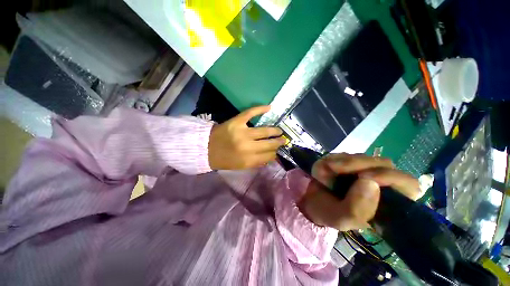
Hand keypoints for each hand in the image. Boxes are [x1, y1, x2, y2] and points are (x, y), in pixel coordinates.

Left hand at [208, 106, 286, 169]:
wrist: (206, 148)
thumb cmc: (224, 159)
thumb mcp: (241, 166)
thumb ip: (256, 162)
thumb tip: (271, 157)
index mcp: (248, 160)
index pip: (269, 156)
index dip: (275, 153)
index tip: (277, 150)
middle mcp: (247, 147)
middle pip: (269, 144)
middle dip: (278, 142)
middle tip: (283, 140)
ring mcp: (242, 133)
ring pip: (265, 131)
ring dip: (275, 131)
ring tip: (279, 131)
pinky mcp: (236, 121)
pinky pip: (251, 113)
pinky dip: (260, 109)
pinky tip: (269, 107)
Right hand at [298, 153, 420, 230]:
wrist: (311, 200)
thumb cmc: (329, 213)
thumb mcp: (341, 219)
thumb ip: (356, 209)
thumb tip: (370, 182)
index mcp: (387, 202)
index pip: (408, 185)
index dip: (392, 177)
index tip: (365, 177)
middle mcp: (380, 183)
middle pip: (383, 164)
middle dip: (357, 164)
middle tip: (334, 169)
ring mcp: (364, 169)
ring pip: (362, 157)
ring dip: (341, 163)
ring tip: (326, 175)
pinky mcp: (349, 160)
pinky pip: (344, 154)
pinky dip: (332, 160)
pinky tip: (325, 170)